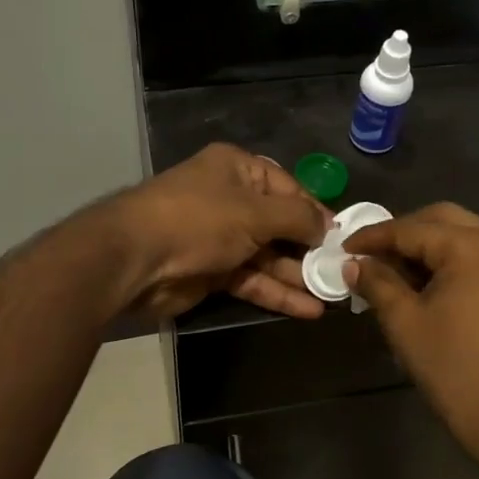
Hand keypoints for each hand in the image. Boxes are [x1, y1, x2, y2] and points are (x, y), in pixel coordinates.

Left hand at [106, 144, 330, 320]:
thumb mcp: (255, 211)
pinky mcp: (213, 271)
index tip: (343, 236)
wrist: (135, 258)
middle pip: (280, 224)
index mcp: (237, 169)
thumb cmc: (200, 219)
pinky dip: (278, 293)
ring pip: (268, 257)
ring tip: (334, 294)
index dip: (316, 211)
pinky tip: (309, 309)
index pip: (288, 187)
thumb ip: (297, 218)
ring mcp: (220, 237)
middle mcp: (230, 199)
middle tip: (342, 269)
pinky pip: (252, 280)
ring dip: (298, 275)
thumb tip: (329, 225)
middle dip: (310, 248)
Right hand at [345, 203, 478, 463]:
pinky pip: (474, 257)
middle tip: (367, 254)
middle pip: (440, 220)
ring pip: (459, 237)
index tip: (342, 247)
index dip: (373, 237)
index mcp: (472, 247)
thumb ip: (376, 284)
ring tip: (387, 270)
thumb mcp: (405, 323)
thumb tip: (352, 264)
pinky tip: (418, 284)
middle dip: (401, 233)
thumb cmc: (454, 369)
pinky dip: (445, 262)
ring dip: (423, 247)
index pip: (411, 228)